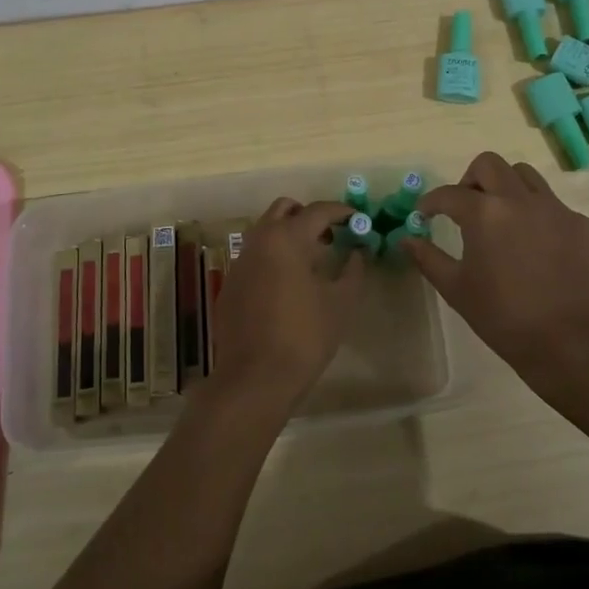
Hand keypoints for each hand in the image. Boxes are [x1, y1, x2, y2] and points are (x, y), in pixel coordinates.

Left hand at [202, 197, 363, 414]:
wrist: (255, 378)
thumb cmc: (304, 336)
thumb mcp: (340, 303)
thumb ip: (353, 271)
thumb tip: (358, 253)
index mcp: (286, 239)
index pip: (318, 211)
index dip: (341, 211)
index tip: (358, 219)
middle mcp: (258, 241)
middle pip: (284, 209)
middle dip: (309, 215)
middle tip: (331, 235)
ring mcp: (239, 262)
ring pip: (265, 231)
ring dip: (289, 235)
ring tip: (314, 260)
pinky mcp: (230, 284)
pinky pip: (255, 256)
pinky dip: (274, 257)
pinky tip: (289, 284)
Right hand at [403, 152, 588, 395]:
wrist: (572, 344)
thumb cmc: (504, 318)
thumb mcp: (456, 290)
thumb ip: (428, 258)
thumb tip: (407, 239)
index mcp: (485, 213)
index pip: (449, 194)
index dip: (430, 202)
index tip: (425, 215)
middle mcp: (521, 200)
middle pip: (489, 164)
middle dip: (470, 180)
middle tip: (465, 208)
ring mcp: (557, 210)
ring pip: (526, 177)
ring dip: (506, 188)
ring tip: (502, 219)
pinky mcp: (583, 226)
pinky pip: (554, 206)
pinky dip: (538, 216)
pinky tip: (537, 248)